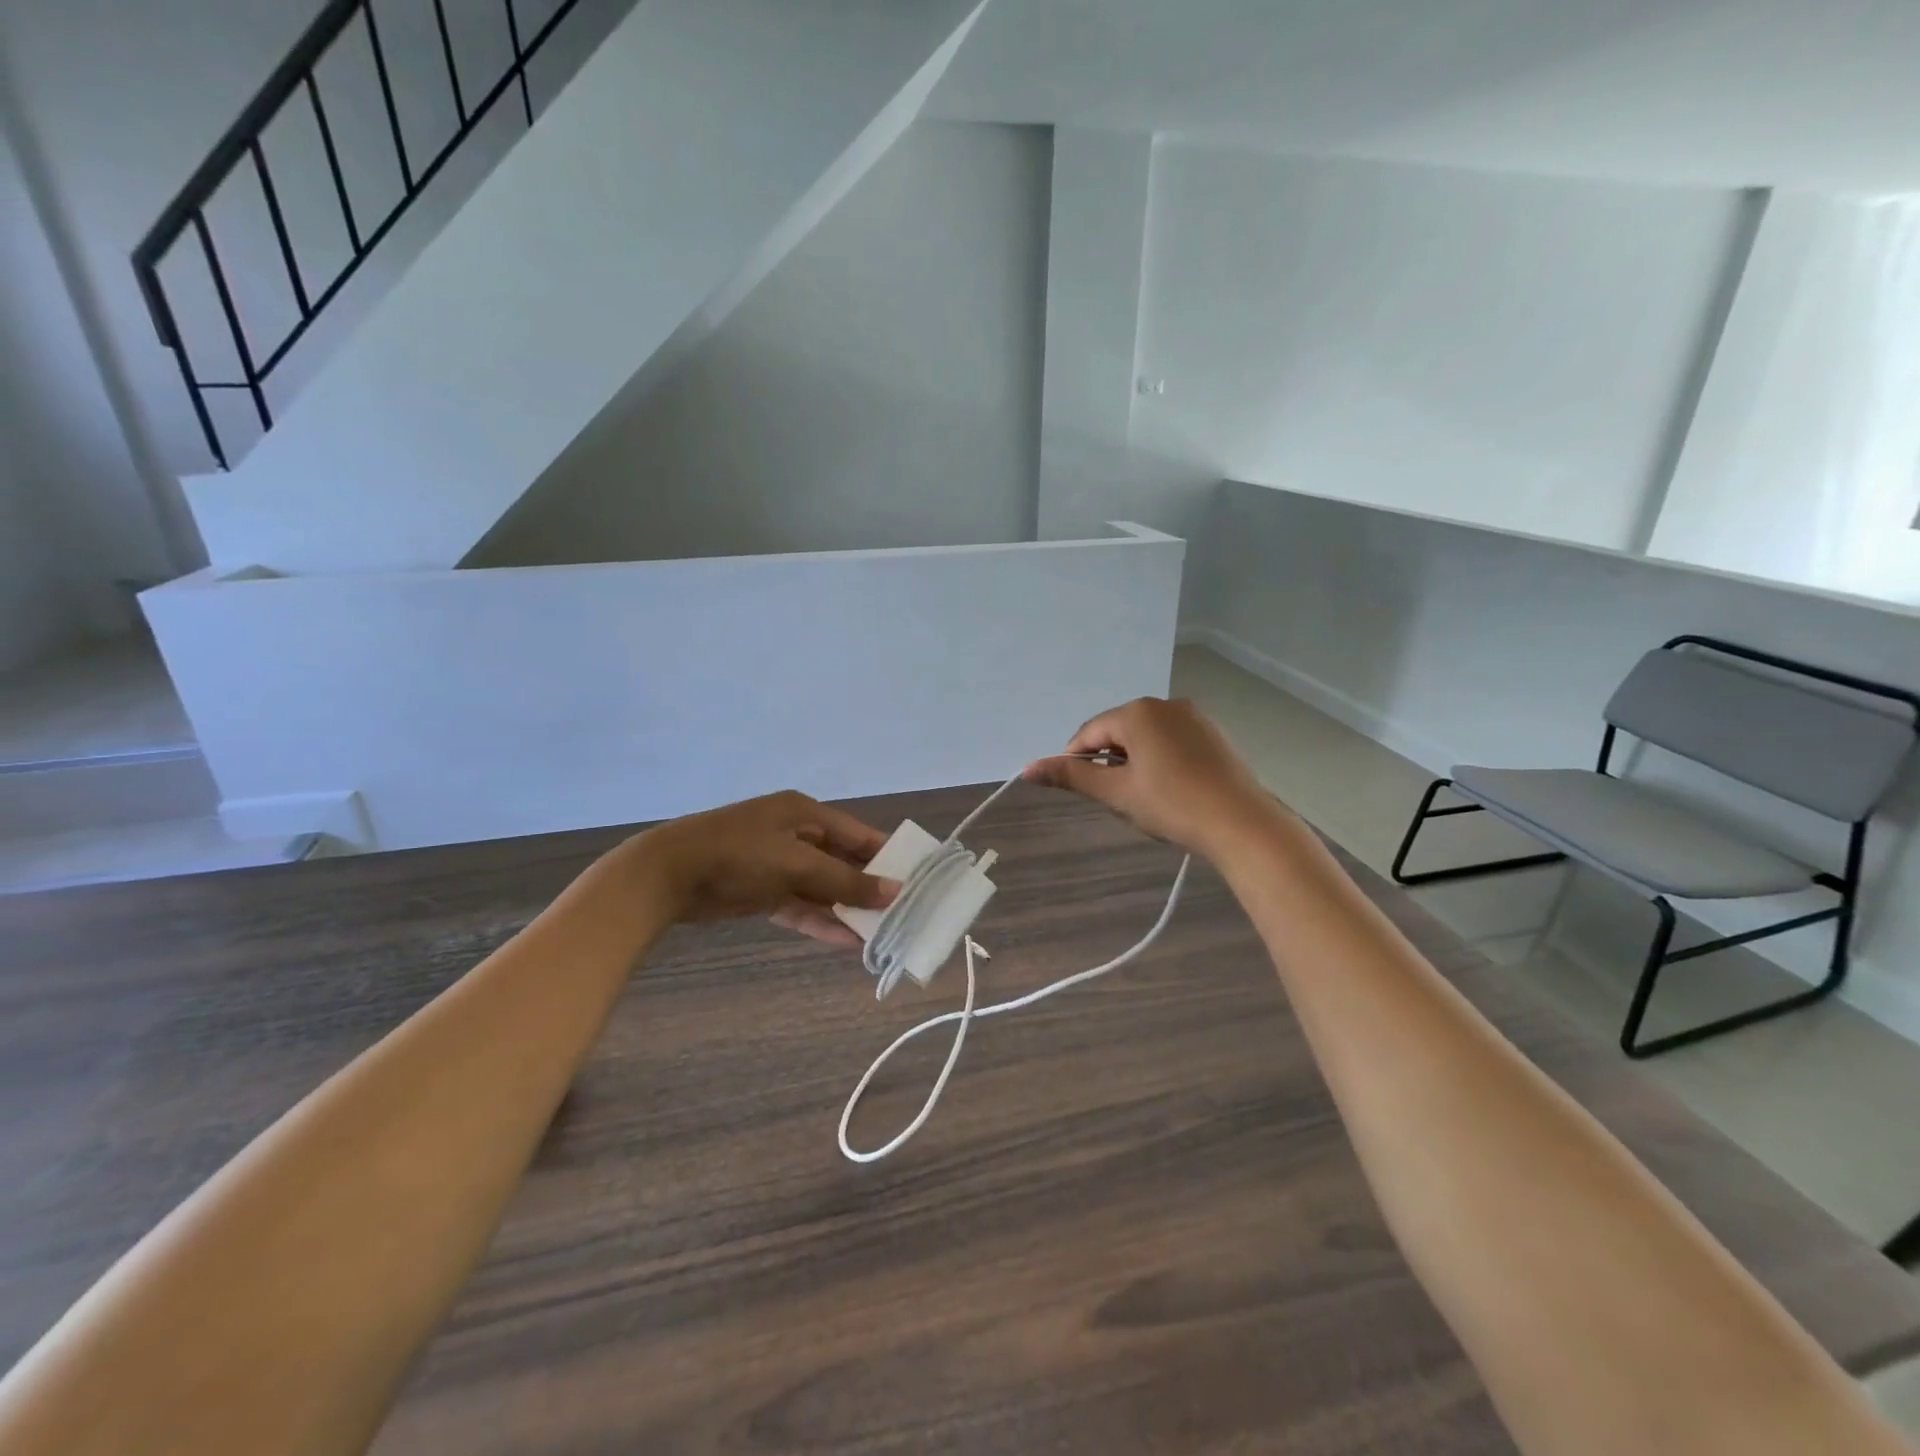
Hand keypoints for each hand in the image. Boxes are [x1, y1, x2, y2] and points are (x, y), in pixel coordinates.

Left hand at [634, 791, 897, 946]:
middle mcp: (794, 834)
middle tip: (899, 913)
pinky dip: (819, 920)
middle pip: (841, 862)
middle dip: (867, 887)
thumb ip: (846, 882)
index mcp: (805, 813)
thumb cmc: (739, 856)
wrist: (667, 875)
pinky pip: (799, 906)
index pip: (857, 834)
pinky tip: (846, 941)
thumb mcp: (797, 865)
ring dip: (845, 909)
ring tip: (879, 933)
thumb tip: (894, 892)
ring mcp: (776, 863)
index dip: (885, 856)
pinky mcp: (760, 891)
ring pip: (821, 888)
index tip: (913, 879)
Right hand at [1023, 698, 1279, 857]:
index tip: (1079, 789)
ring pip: (1146, 735)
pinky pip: (1171, 739)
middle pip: (1118, 730)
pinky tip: (1170, 788)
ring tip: (1144, 796)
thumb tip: (1028, 768)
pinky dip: (1160, 759)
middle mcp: (1164, 703)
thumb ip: (1072, 776)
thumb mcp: (1117, 792)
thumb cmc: (1172, 805)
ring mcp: (1193, 716)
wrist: (1242, 823)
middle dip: (1109, 760)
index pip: (1090, 732)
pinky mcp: (1212, 732)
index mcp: (1136, 712)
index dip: (1076, 759)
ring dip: (1134, 760)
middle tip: (1115, 798)